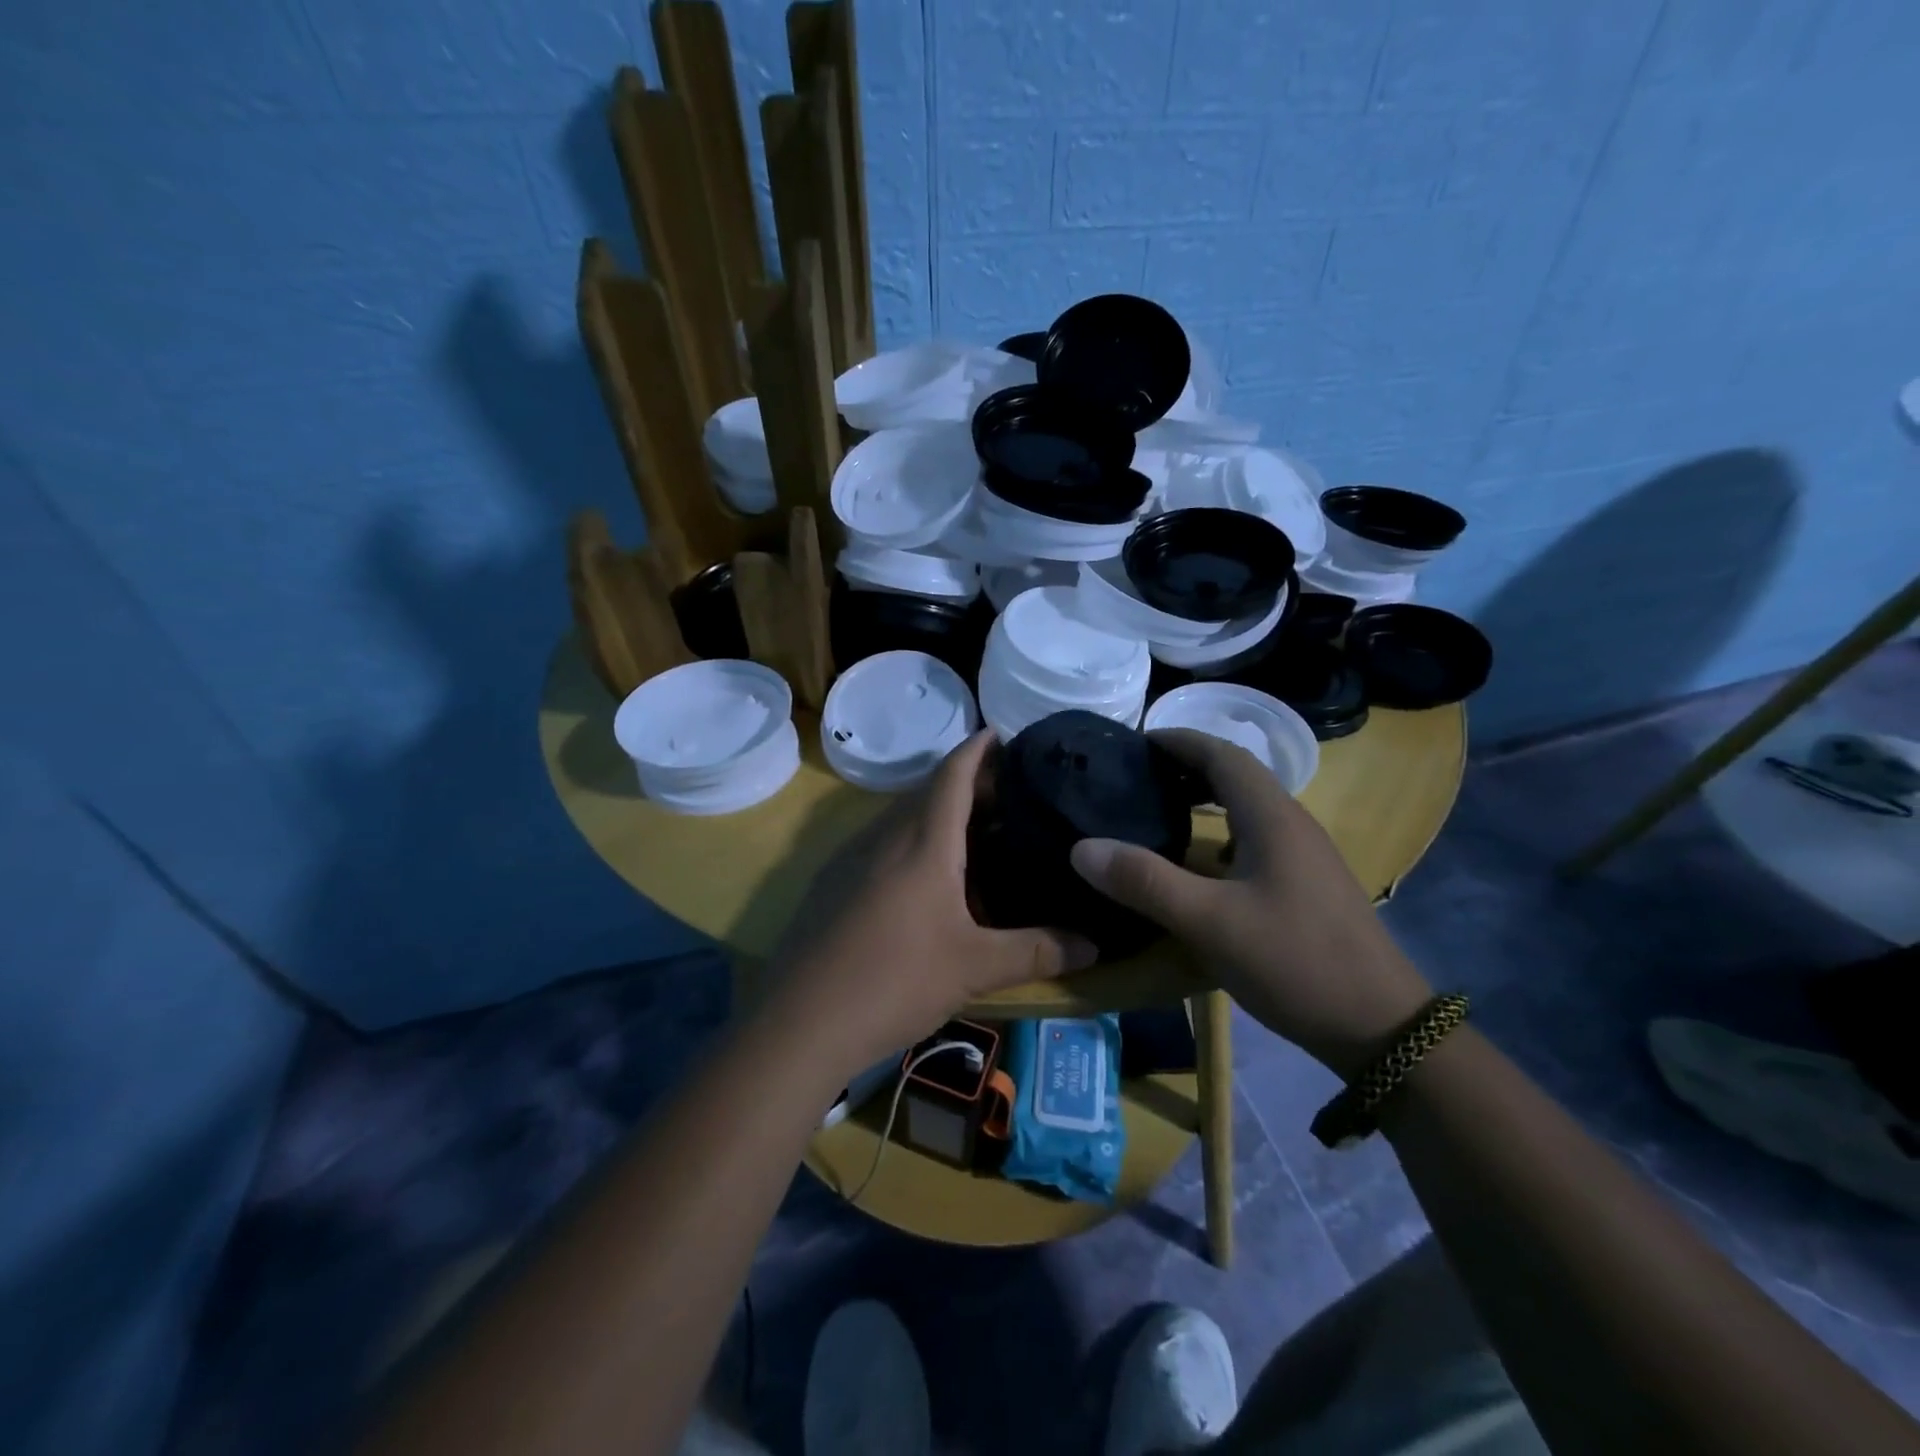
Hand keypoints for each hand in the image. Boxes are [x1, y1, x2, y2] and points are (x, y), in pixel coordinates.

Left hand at [768, 731, 1096, 1072]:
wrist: (800, 1021)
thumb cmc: (896, 978)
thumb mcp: (976, 967)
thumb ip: (1038, 951)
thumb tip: (1095, 944)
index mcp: (923, 840)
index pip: (953, 773)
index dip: (978, 748)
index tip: (1001, 732)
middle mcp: (885, 836)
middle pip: (929, 792)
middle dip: (968, 786)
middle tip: (1010, 798)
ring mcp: (852, 859)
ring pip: (903, 820)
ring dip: (939, 818)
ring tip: (979, 837)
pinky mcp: (833, 885)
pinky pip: (883, 846)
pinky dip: (913, 845)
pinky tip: (929, 882)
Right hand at [1069, 728, 1431, 1076]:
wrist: (1381, 1027)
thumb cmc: (1294, 962)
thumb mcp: (1209, 922)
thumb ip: (1145, 882)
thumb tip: (1082, 847)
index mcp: (1272, 817)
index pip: (1222, 754)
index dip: (1179, 740)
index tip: (1135, 742)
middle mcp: (1292, 824)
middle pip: (1237, 774)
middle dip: (1188, 766)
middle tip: (1137, 777)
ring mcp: (1305, 856)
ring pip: (1248, 807)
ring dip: (1205, 798)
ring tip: (1159, 811)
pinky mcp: (1307, 885)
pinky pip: (1256, 838)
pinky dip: (1220, 833)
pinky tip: (1199, 865)